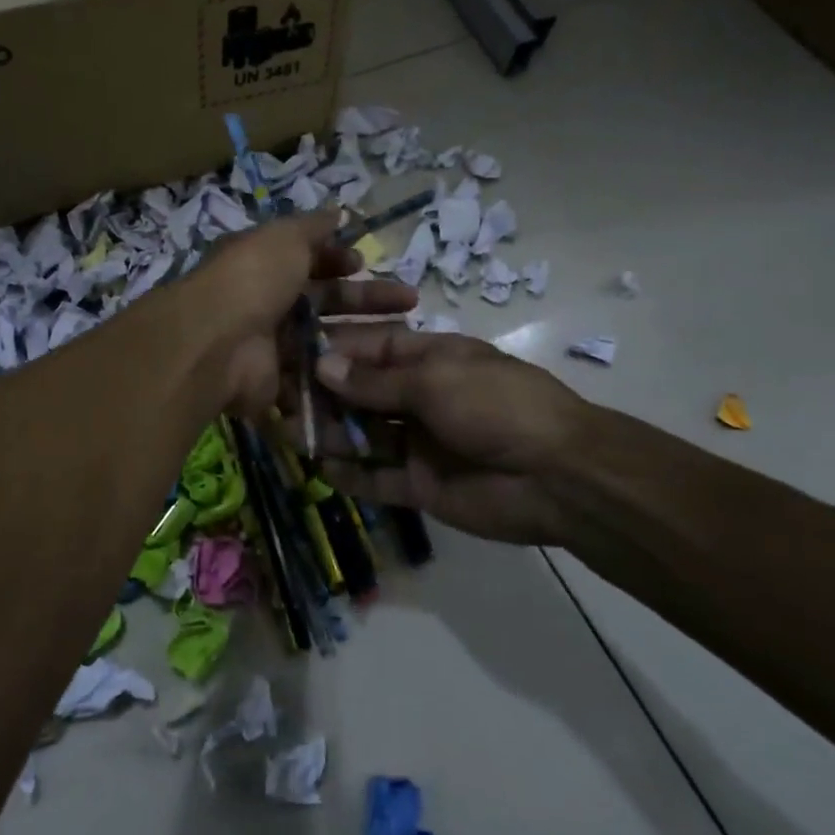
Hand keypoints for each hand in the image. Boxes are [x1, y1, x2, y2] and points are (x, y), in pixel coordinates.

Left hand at [178, 212, 417, 414]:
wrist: (216, 343)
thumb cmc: (252, 279)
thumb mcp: (283, 237)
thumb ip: (312, 226)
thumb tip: (337, 211)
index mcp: (266, 264)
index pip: (309, 260)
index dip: (338, 259)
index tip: (364, 263)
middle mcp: (267, 303)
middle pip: (325, 300)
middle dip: (366, 299)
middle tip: (409, 301)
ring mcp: (271, 345)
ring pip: (325, 340)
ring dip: (361, 338)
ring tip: (402, 339)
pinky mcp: (275, 382)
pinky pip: (313, 377)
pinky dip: (341, 374)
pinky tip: (376, 374)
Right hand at [311, 327, 591, 545]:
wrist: (557, 475)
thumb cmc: (496, 406)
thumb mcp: (435, 380)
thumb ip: (375, 380)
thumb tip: (323, 365)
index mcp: (428, 359)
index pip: (369, 350)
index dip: (332, 353)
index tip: (290, 357)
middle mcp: (418, 397)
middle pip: (359, 393)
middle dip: (322, 396)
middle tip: (277, 402)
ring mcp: (418, 442)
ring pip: (362, 435)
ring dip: (329, 434)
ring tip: (288, 435)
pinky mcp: (419, 485)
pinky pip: (376, 477)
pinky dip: (349, 475)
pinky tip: (320, 471)